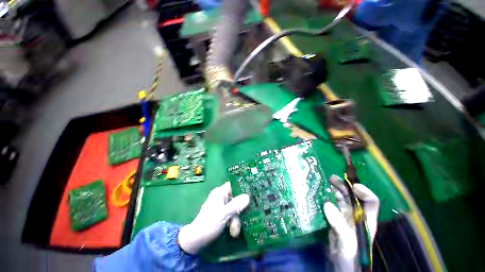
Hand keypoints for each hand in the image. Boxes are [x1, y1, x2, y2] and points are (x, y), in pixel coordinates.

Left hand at [177, 182, 249, 253]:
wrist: (196, 241)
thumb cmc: (209, 224)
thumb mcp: (224, 214)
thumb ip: (236, 205)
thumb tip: (248, 196)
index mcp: (220, 192)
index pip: (233, 185)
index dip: (242, 187)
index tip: (251, 194)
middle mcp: (221, 197)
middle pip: (236, 198)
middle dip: (239, 210)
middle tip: (241, 221)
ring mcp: (221, 205)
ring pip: (235, 207)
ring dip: (236, 220)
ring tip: (234, 232)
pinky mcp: (222, 214)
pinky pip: (232, 214)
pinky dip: (233, 222)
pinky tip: (233, 232)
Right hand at [324, 175, 379, 270]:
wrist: (339, 266)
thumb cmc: (349, 257)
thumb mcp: (346, 242)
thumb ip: (339, 225)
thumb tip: (327, 204)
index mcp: (366, 221)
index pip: (371, 202)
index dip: (364, 192)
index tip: (352, 186)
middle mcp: (357, 216)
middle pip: (353, 197)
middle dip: (345, 186)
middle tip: (332, 178)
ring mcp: (345, 216)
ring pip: (342, 198)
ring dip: (335, 189)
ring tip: (326, 181)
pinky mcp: (335, 218)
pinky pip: (332, 204)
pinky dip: (327, 196)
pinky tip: (321, 193)